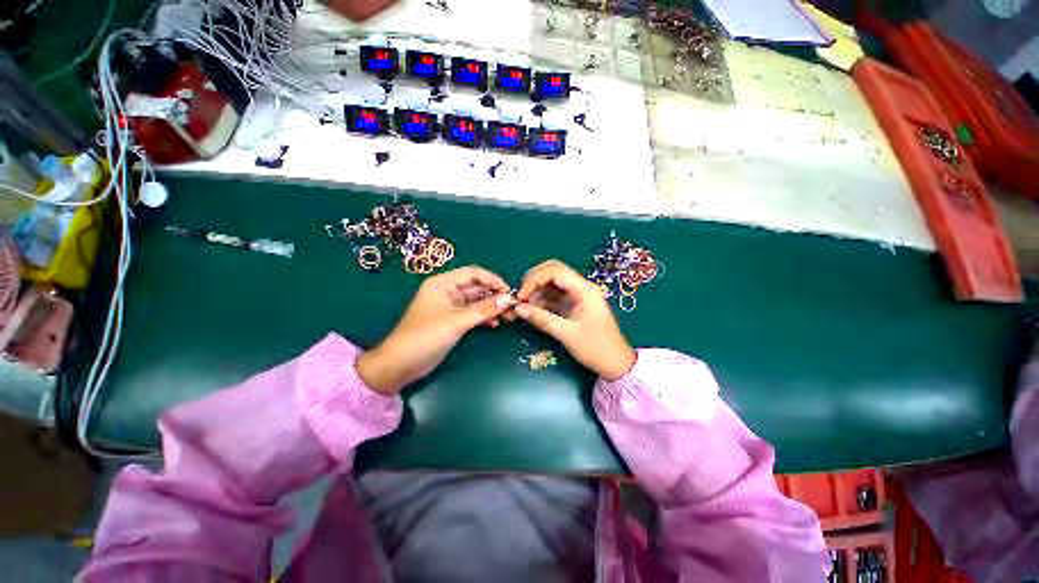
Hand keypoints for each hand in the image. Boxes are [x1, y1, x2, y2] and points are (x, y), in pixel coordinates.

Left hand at [357, 266, 515, 394]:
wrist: (401, 364)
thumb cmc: (426, 337)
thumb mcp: (457, 321)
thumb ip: (484, 309)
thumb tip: (508, 299)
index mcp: (443, 283)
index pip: (473, 273)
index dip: (493, 280)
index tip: (509, 292)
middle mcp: (447, 291)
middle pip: (477, 287)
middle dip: (495, 296)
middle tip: (513, 307)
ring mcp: (450, 307)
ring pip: (476, 301)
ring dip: (492, 307)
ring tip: (509, 317)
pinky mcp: (452, 320)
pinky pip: (472, 313)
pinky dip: (484, 317)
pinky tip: (495, 324)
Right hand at [515, 260, 635, 379]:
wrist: (615, 364)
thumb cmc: (595, 348)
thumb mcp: (566, 334)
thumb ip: (541, 318)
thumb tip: (517, 308)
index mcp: (584, 289)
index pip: (555, 271)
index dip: (534, 280)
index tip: (521, 296)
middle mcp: (581, 287)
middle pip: (554, 271)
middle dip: (534, 280)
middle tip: (521, 296)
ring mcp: (578, 295)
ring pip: (553, 282)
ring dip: (537, 289)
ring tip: (525, 305)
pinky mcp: (574, 304)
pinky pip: (555, 295)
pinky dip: (542, 298)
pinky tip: (533, 308)